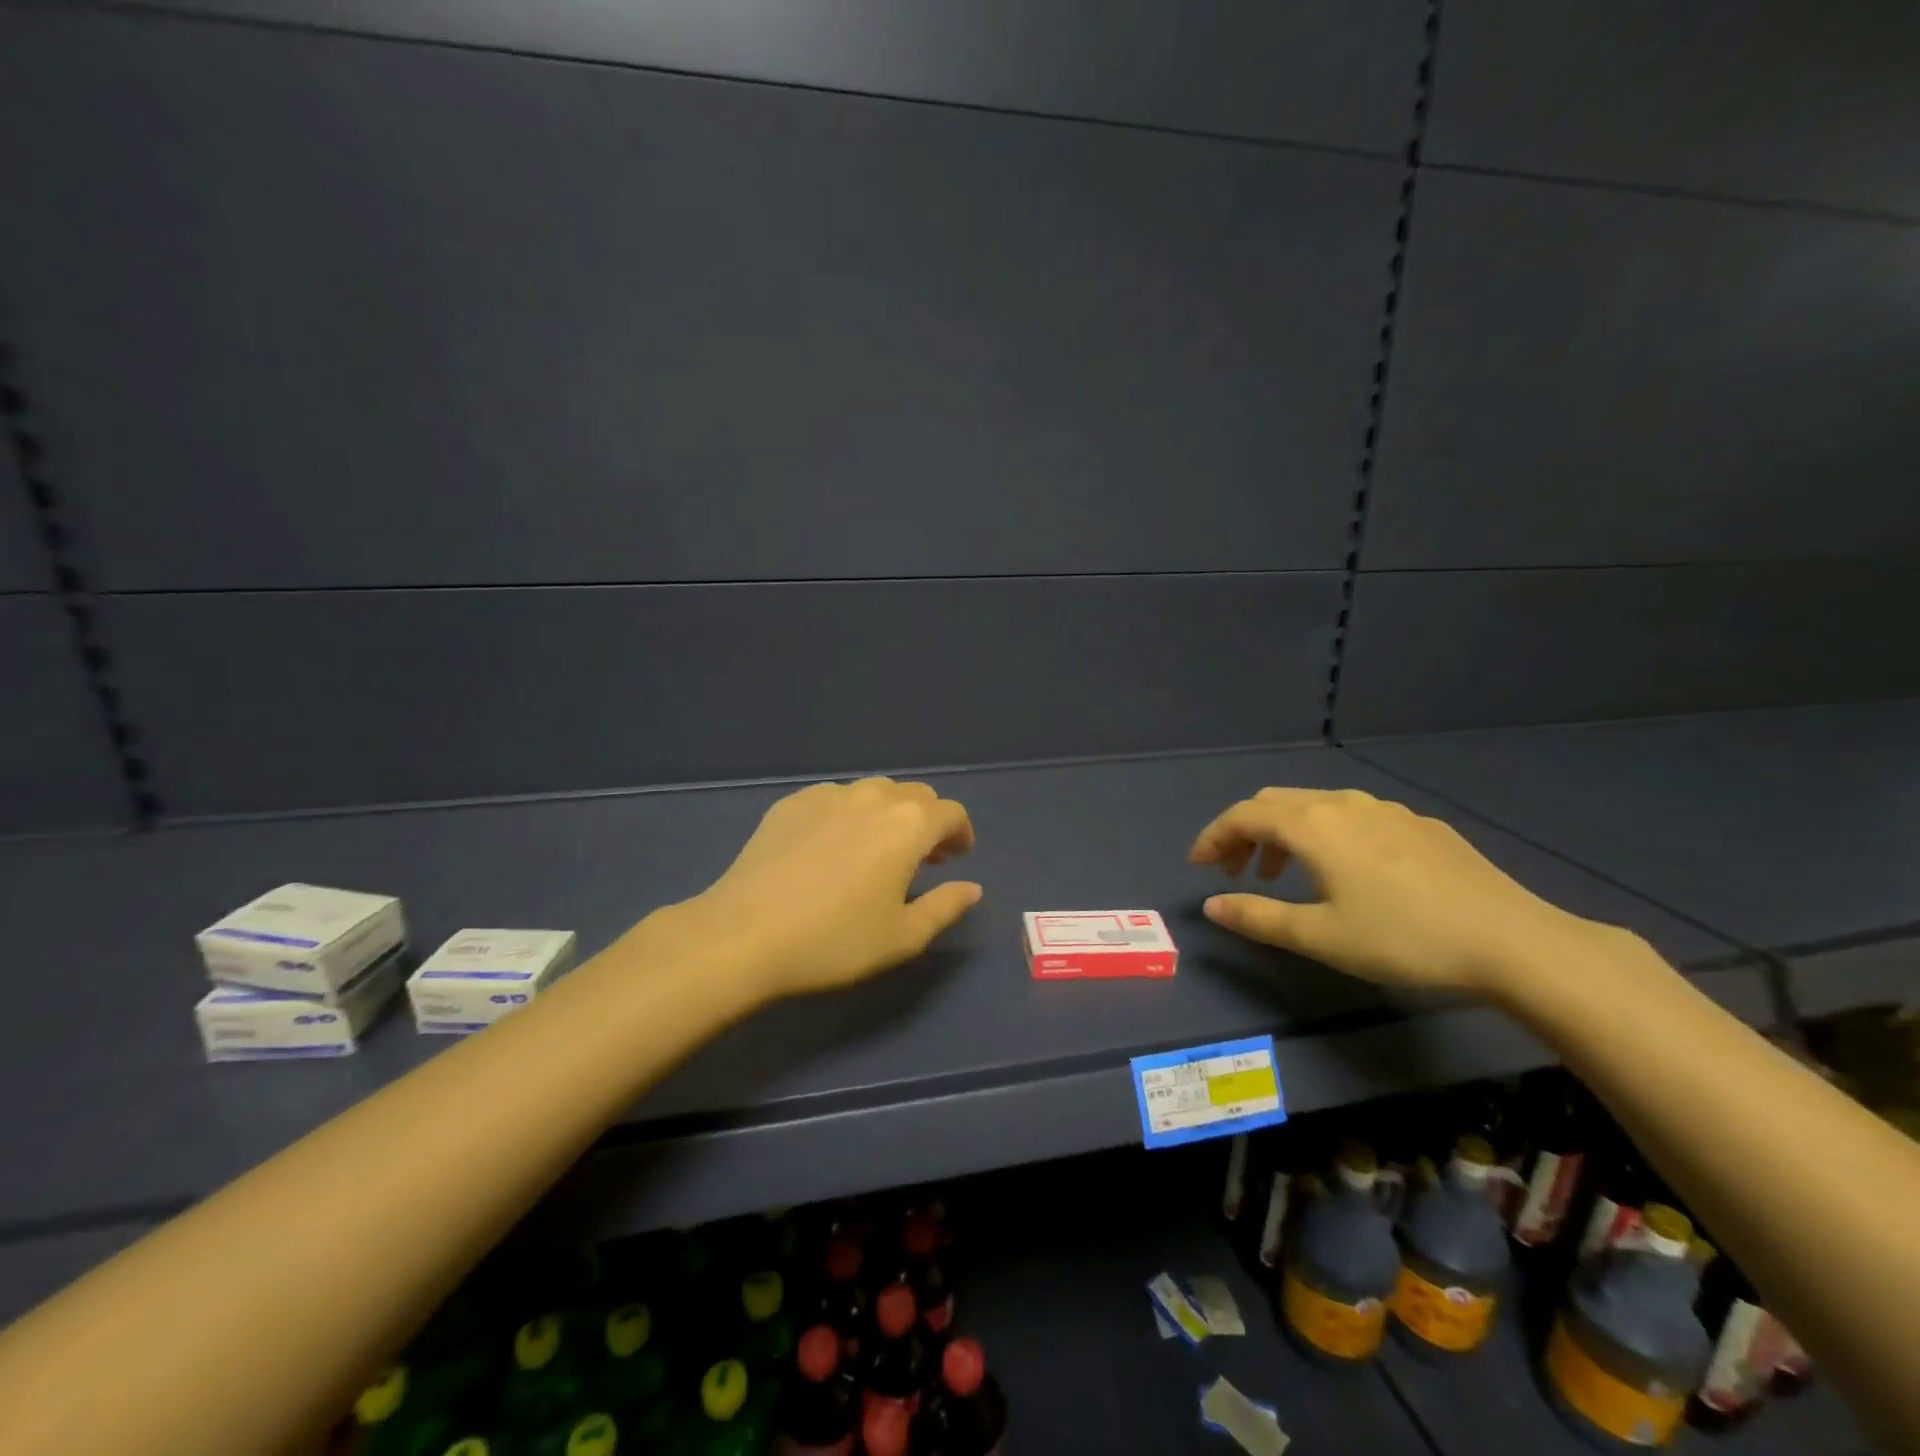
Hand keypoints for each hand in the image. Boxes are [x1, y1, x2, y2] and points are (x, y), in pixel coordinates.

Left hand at [663, 778, 981, 1000]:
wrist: (744, 934)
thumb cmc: (834, 941)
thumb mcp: (902, 937)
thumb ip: (945, 907)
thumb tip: (972, 888)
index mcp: (908, 825)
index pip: (950, 813)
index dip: (960, 833)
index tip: (955, 857)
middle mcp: (872, 797)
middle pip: (915, 795)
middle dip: (927, 821)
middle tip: (921, 856)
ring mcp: (828, 795)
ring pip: (874, 792)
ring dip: (888, 813)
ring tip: (877, 848)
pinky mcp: (791, 803)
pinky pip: (834, 798)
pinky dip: (848, 814)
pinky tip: (831, 846)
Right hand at [1189, 787, 1617, 994]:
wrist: (1514, 942)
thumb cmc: (1404, 939)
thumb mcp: (1320, 936)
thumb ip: (1258, 917)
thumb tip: (1211, 904)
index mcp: (1313, 826)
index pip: (1243, 815)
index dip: (1213, 837)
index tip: (1198, 866)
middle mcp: (1344, 805)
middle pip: (1275, 802)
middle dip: (1245, 832)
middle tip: (1236, 871)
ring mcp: (1387, 811)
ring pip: (1316, 807)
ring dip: (1285, 834)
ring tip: (1284, 875)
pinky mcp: (1421, 826)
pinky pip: (1354, 817)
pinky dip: (1326, 834)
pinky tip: (1347, 872)